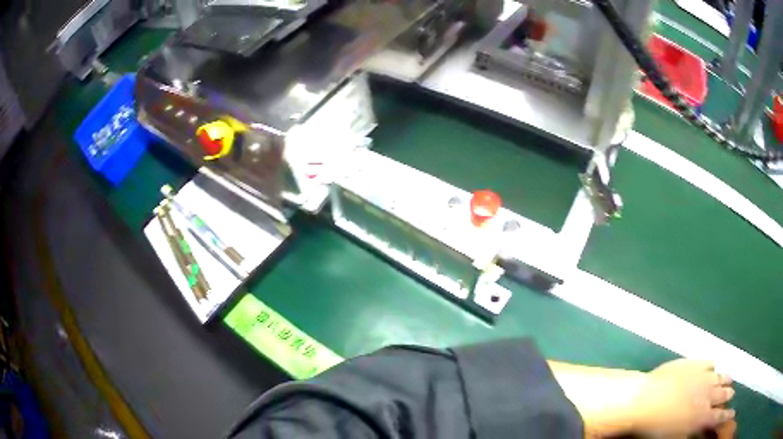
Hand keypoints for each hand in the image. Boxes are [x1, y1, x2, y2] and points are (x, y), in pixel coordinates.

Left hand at [629, 359, 734, 435]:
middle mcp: (707, 394)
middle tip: (732, 393)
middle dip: (728, 394)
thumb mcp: (677, 437)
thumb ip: (692, 431)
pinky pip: (708, 362)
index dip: (727, 415)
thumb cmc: (657, 428)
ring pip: (719, 376)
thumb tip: (700, 429)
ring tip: (730, 378)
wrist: (646, 400)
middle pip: (722, 394)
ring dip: (725, 378)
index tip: (733, 413)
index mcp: (702, 416)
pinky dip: (713, 364)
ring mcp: (702, 376)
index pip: (719, 417)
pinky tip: (715, 364)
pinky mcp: (693, 363)